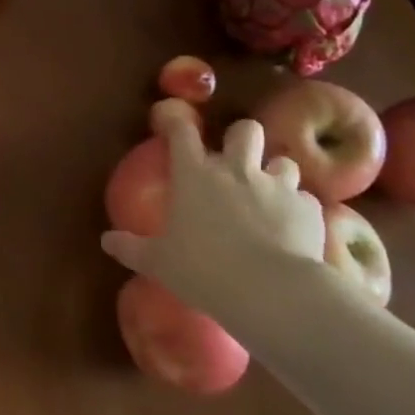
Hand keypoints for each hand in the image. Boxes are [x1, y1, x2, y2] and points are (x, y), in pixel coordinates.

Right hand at [101, 101, 326, 320]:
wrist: (270, 291)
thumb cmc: (202, 269)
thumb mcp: (158, 262)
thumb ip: (131, 248)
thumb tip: (106, 242)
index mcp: (194, 174)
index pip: (182, 132)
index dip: (178, 123)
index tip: (174, 125)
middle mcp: (235, 170)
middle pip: (245, 130)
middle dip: (242, 139)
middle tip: (236, 160)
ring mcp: (276, 186)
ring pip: (283, 161)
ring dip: (275, 173)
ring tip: (271, 194)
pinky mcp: (308, 209)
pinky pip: (305, 199)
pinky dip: (298, 209)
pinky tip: (294, 228)